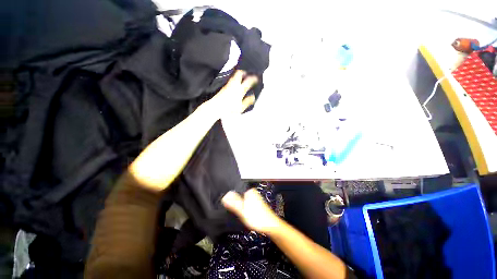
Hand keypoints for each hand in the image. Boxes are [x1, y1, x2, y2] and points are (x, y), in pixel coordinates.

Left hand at [208, 70, 257, 119]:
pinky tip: (236, 83)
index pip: (248, 81)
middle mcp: (233, 85)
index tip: (257, 78)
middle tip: (248, 73)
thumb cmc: (229, 108)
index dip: (254, 78)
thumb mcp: (241, 107)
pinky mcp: (224, 87)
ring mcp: (228, 85)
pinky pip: (231, 79)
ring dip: (239, 74)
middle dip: (244, 71)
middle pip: (239, 73)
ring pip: (234, 75)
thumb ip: (247, 101)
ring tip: (243, 76)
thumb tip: (253, 97)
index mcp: (239, 90)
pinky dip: (235, 79)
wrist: (216, 107)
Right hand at [222, 188, 281, 234]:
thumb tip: (224, 196)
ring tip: (241, 215)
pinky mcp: (257, 204)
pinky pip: (247, 204)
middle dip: (235, 203)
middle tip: (235, 212)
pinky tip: (246, 215)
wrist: (271, 226)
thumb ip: (233, 203)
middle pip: (239, 196)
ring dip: (240, 207)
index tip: (228, 207)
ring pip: (243, 201)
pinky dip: (244, 209)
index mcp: (249, 191)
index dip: (231, 199)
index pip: (235, 191)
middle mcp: (253, 192)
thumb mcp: (242, 211)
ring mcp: (255, 198)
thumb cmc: (257, 218)